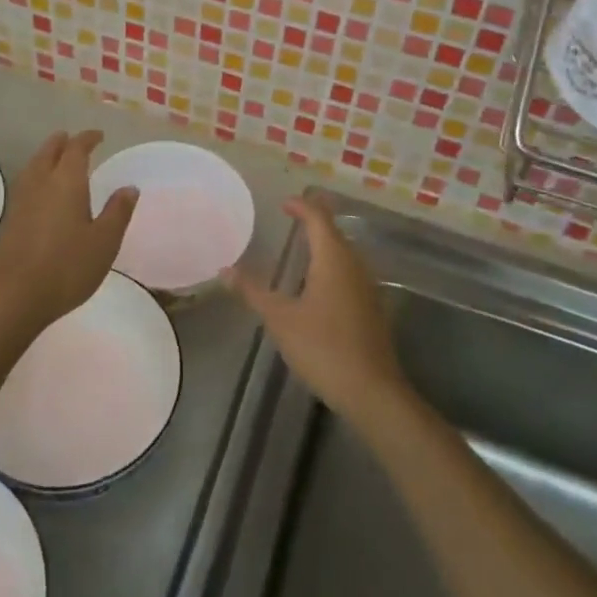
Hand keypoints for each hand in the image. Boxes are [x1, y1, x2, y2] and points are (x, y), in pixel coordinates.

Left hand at [0, 130, 138, 338]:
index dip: (88, 138)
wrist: (15, 297)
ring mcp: (21, 200)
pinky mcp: (10, 219)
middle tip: (73, 140)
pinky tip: (41, 191)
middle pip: (49, 151)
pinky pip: (25, 183)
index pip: (76, 148)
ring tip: (56, 158)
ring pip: (33, 166)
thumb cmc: (67, 267)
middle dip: (62, 142)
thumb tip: (129, 188)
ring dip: (46, 156)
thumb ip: (117, 211)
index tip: (99, 136)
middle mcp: (41, 183)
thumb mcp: (104, 241)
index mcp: (66, 181)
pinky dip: (36, 175)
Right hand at [223, 196, 411, 428]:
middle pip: (334, 231)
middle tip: (291, 219)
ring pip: (345, 253)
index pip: (318, 218)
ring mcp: (367, 286)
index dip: (301, 206)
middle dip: (314, 221)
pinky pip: (349, 272)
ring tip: (302, 247)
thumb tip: (225, 270)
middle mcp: (354, 264)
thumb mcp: (280, 319)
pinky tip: (318, 284)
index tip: (283, 204)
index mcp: (333, 258)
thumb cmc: (323, 347)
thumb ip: (253, 291)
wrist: (372, 391)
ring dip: (325, 244)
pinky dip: (332, 265)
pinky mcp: (372, 307)